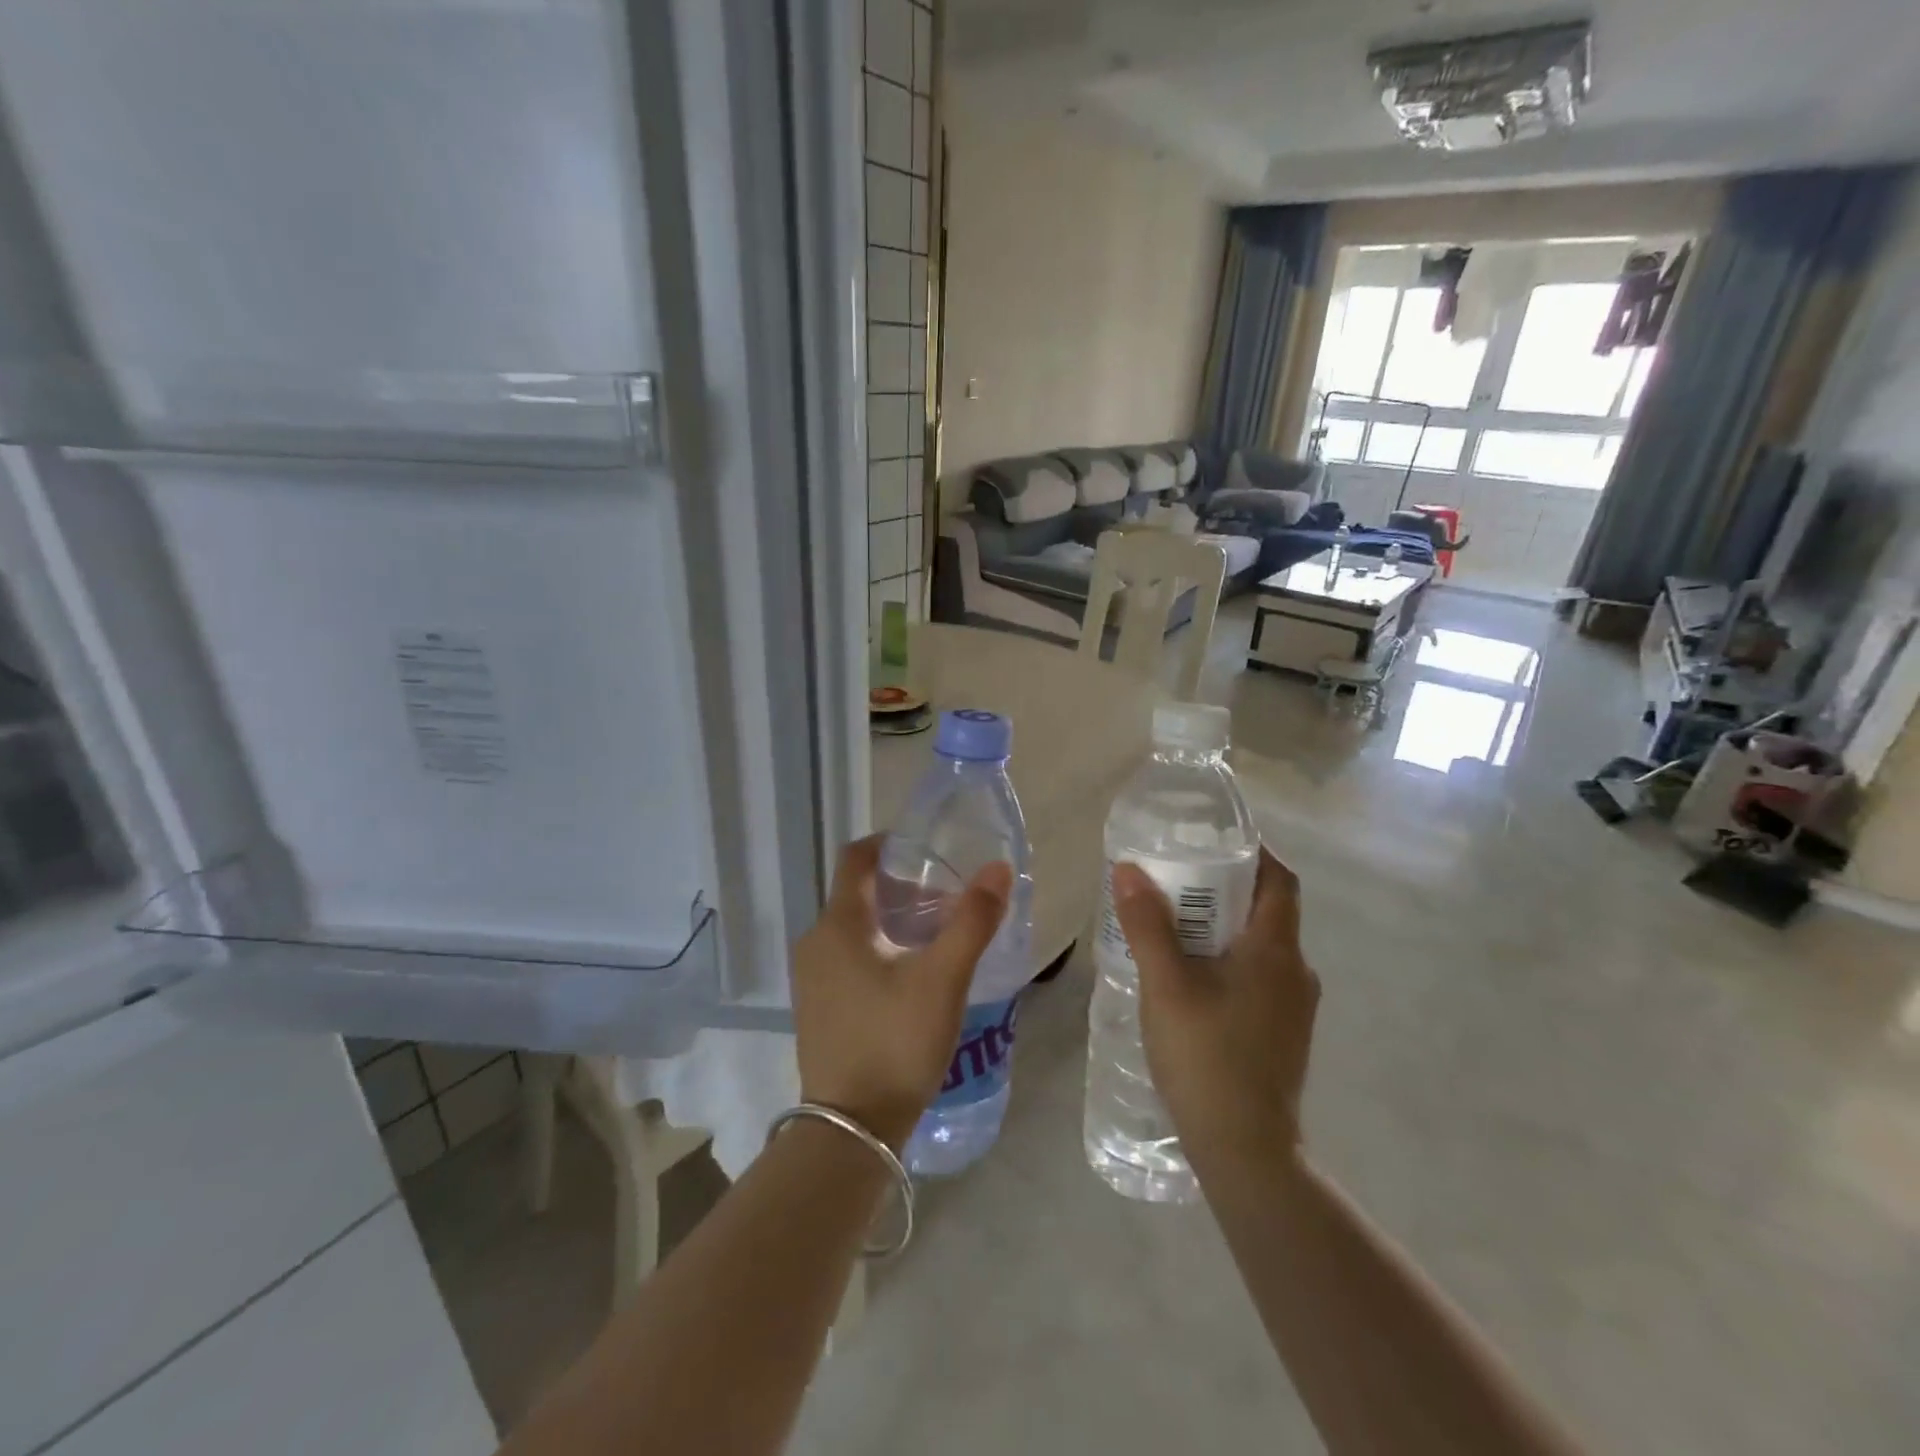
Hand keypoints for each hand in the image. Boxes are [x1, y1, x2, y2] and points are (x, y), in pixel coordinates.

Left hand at [791, 836, 1012, 1149]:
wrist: (851, 1129)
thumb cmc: (896, 1042)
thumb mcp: (943, 979)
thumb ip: (972, 921)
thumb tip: (998, 869)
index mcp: (838, 924)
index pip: (857, 858)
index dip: (890, 843)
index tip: (928, 848)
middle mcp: (815, 942)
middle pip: (859, 893)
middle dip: (902, 887)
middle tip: (948, 898)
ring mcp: (811, 977)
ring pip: (854, 927)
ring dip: (893, 920)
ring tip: (937, 934)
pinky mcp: (817, 1006)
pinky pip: (847, 957)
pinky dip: (878, 948)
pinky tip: (911, 974)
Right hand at [1112, 848, 1319, 1172]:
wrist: (1247, 1153)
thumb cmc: (1207, 1058)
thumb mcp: (1166, 986)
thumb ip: (1147, 925)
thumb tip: (1129, 869)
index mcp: (1277, 951)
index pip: (1280, 880)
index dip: (1254, 852)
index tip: (1213, 840)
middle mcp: (1296, 972)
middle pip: (1268, 910)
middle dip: (1224, 887)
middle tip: (1175, 878)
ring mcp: (1293, 1006)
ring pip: (1260, 945)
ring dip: (1223, 926)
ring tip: (1173, 923)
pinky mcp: (1282, 1032)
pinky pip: (1257, 975)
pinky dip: (1227, 958)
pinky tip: (1188, 975)